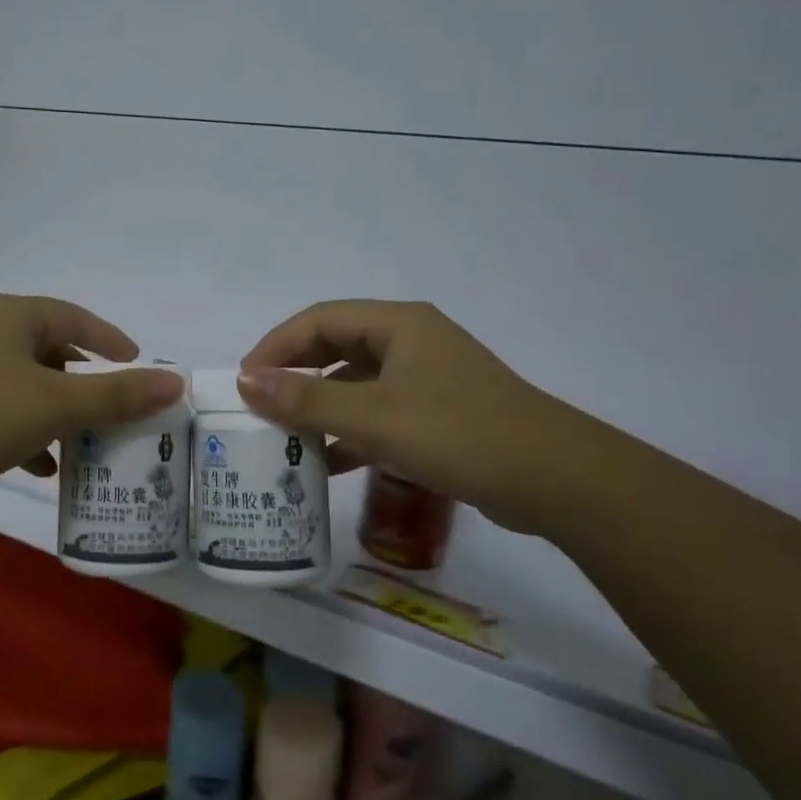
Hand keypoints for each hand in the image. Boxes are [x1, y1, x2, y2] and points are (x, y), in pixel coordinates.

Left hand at [0, 294, 184, 508]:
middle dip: (84, 383)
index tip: (137, 363)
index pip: (75, 317)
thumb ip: (116, 395)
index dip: (110, 340)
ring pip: (23, 386)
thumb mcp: (53, 405)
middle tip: (115, 410)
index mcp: (12, 316)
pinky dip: (24, 432)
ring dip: (55, 414)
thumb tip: (175, 382)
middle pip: (50, 351)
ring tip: (84, 444)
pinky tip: (39, 466)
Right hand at [239, 300, 569, 530]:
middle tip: (260, 408)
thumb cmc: (459, 434)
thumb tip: (245, 381)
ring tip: (285, 439)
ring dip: (321, 408)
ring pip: (357, 383)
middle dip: (296, 376)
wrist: (555, 480)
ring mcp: (428, 378)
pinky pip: (380, 412)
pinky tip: (329, 464)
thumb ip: (306, 400)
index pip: (320, 319)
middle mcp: (411, 341)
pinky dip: (352, 432)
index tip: (245, 380)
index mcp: (398, 324)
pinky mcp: (439, 412)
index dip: (277, 345)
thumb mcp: (374, 417)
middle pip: (337, 348)